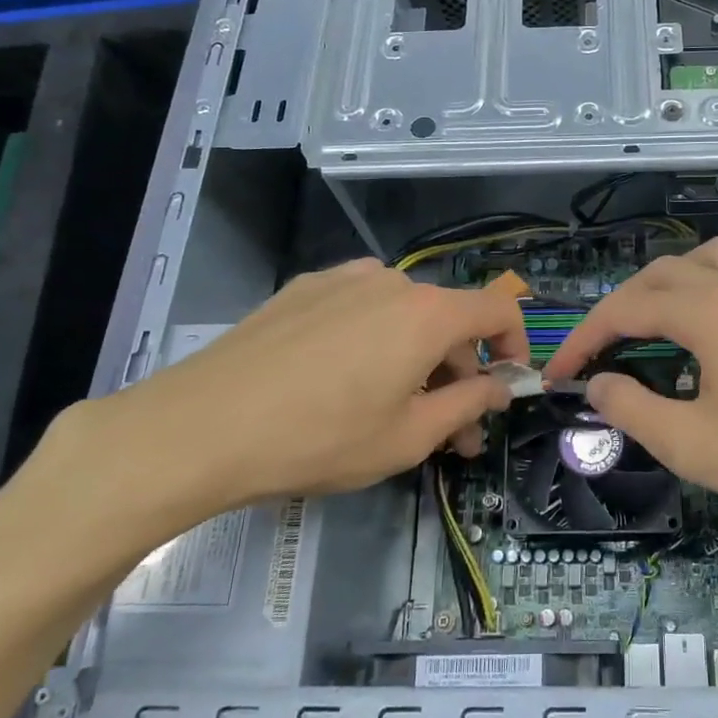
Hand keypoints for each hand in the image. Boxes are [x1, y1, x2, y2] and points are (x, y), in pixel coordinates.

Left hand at [60, 259, 528, 541]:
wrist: (201, 426)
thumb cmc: (320, 438)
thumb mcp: (409, 437)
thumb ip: (468, 405)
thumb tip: (500, 386)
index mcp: (427, 313)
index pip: (498, 309)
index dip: (516, 345)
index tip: (506, 386)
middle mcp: (391, 281)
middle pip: (447, 319)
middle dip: (459, 372)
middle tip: (448, 431)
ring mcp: (341, 279)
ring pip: (402, 315)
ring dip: (415, 357)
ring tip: (394, 409)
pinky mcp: (302, 289)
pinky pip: (359, 309)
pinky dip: (373, 340)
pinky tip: (341, 381)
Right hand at [541, 238, 717, 531]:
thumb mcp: (692, 444)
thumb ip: (633, 410)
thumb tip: (597, 386)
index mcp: (707, 312)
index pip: (625, 309)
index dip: (583, 338)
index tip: (556, 374)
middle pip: (659, 275)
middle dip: (617, 307)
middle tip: (594, 351)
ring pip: (703, 262)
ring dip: (664, 283)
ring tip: (646, 321)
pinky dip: (703, 288)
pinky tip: (705, 329)